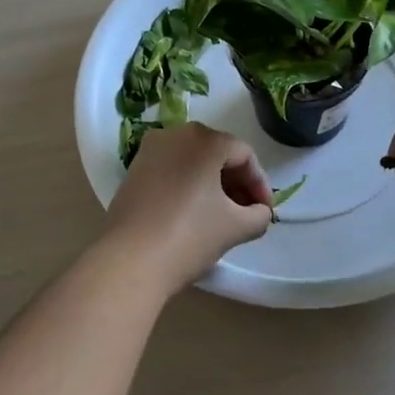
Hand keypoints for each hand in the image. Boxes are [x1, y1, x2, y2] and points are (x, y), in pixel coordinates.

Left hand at [98, 123, 274, 293]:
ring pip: (193, 161)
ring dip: (213, 185)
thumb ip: (259, 215)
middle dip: (236, 183)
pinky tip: (194, 214)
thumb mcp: (235, 227)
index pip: (244, 155)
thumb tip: (259, 212)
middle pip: (217, 153)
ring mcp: (150, 150)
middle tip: (247, 213)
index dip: (260, 184)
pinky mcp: (133, 170)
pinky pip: (172, 170)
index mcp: (204, 139)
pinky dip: (188, 186)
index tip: (265, 212)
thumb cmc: (188, 236)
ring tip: (223, 216)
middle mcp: (175, 134)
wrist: (128, 261)